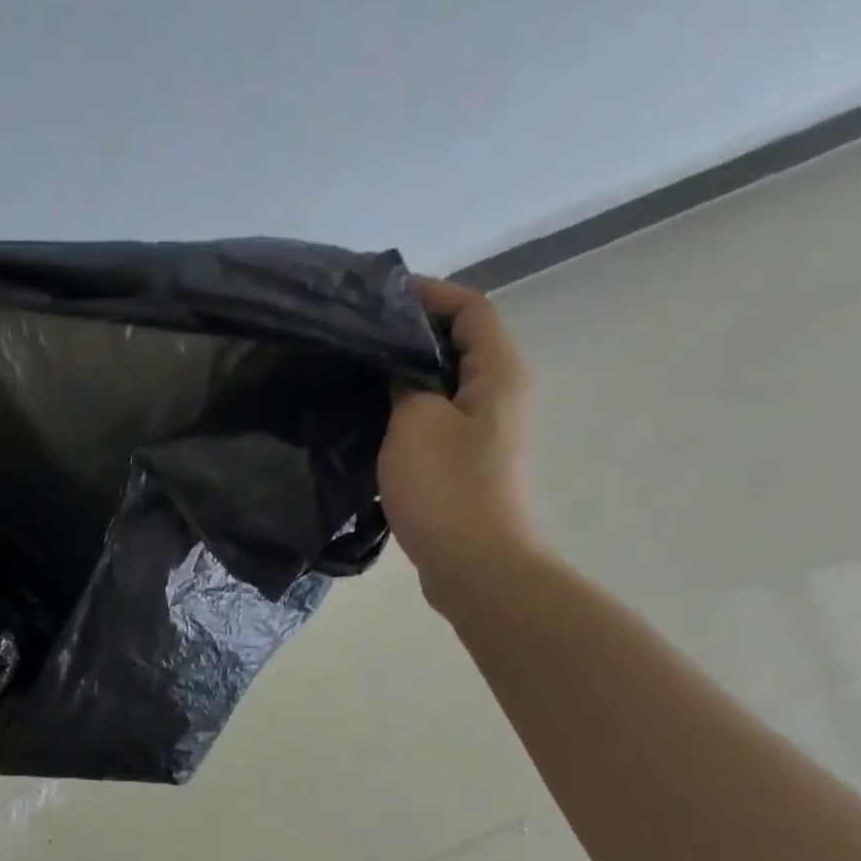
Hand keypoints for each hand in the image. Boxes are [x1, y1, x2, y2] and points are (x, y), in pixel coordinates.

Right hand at [378, 277, 538, 609]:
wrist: (474, 565)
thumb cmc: (447, 489)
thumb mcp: (415, 423)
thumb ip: (406, 383)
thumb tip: (401, 371)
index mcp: (499, 374)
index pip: (471, 309)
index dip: (430, 294)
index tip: (381, 296)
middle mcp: (501, 397)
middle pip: (460, 347)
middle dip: (413, 337)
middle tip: (360, 341)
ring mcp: (486, 436)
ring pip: (446, 389)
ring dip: (407, 380)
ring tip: (359, 380)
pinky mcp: (468, 469)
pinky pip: (437, 426)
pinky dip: (408, 418)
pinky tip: (372, 428)